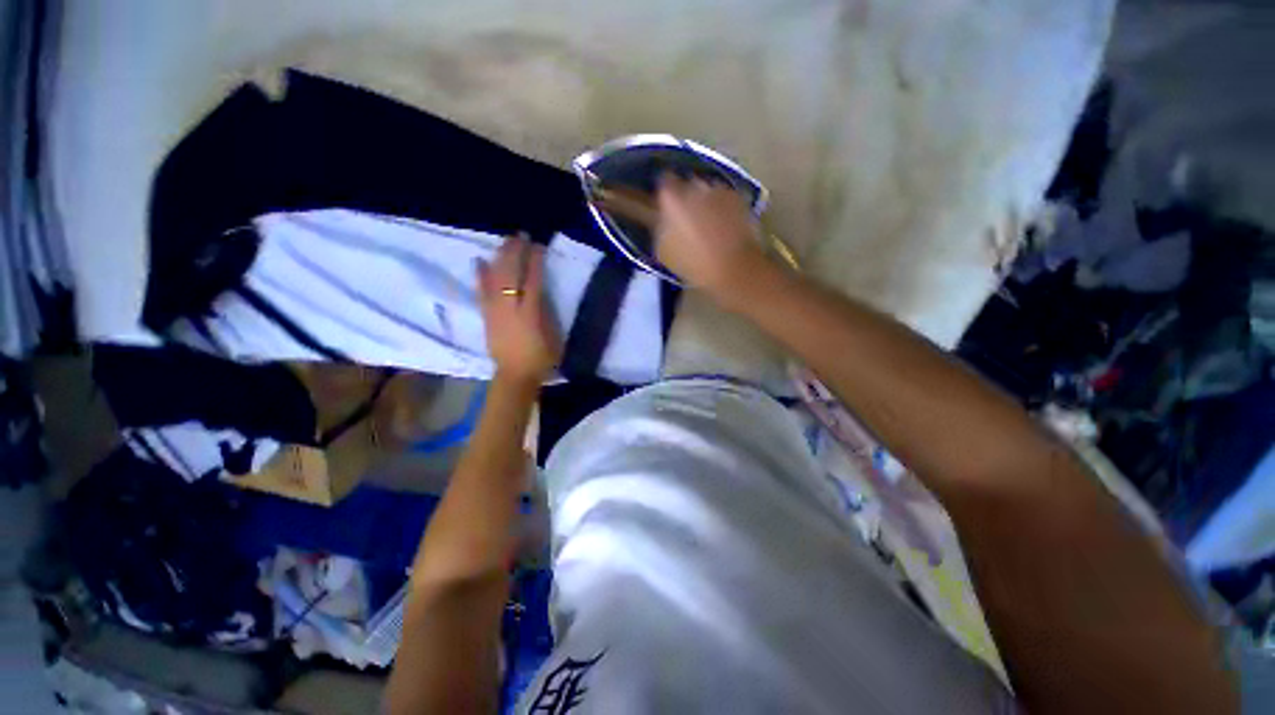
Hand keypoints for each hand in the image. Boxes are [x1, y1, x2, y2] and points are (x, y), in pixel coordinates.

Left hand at [477, 234, 561, 383]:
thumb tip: (540, 290)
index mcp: (531, 313)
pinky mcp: (486, 316)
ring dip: (499, 258)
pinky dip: (480, 275)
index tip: (538, 246)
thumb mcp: (553, 335)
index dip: (535, 261)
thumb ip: (547, 311)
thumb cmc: (541, 358)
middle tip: (520, 236)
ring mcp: (495, 311)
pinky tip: (479, 260)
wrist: (515, 376)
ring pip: (494, 278)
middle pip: (511, 274)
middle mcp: (510, 308)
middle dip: (515, 252)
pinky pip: (481, 291)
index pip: (533, 280)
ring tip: (505, 242)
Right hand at [655, 173, 767, 302]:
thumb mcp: (663, 251)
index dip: (665, 195)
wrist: (734, 268)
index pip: (663, 182)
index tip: (666, 207)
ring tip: (708, 223)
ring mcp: (719, 189)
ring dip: (705, 202)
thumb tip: (663, 219)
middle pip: (687, 184)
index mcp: (671, 198)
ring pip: (707, 190)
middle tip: (687, 218)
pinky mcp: (739, 197)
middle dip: (686, 198)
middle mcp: (694, 186)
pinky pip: (725, 198)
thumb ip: (660, 227)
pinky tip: (724, 225)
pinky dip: (723, 207)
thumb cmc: (693, 264)